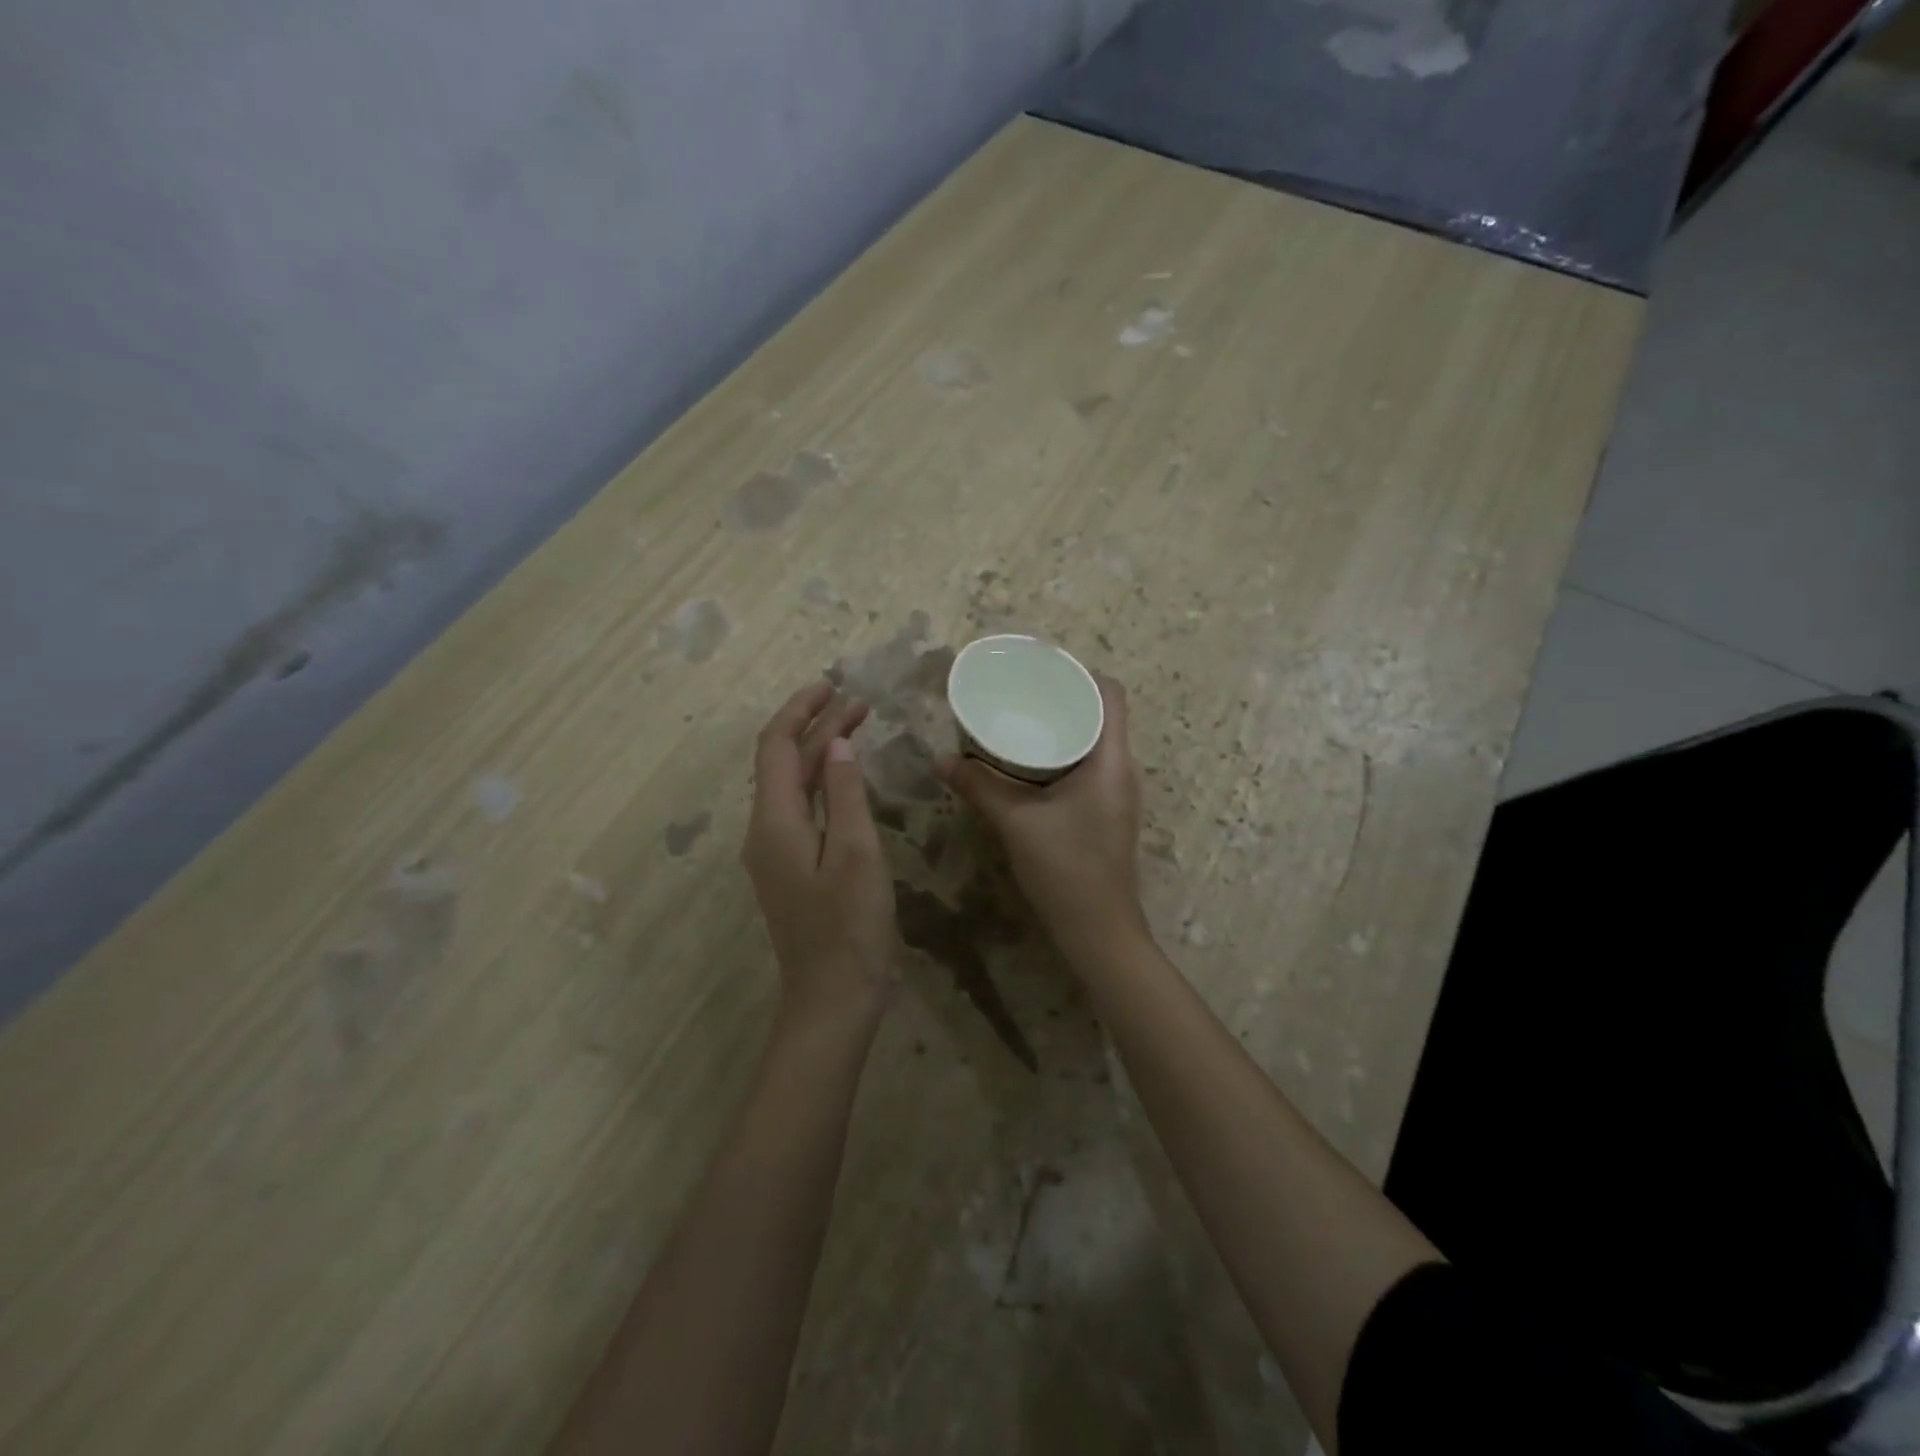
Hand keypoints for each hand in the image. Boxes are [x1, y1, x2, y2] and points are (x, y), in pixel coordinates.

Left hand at [743, 681, 895, 1023]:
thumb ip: (845, 793)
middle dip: (817, 727)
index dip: (801, 710)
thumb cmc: (848, 927)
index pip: (777, 746)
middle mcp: (764, 831)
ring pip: (793, 785)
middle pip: (784, 763)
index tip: (833, 685)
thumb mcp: (856, 852)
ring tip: (857, 728)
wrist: (831, 999)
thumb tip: (838, 743)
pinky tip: (847, 780)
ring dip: (821, 753)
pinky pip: (801, 809)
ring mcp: (774, 853)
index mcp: (774, 821)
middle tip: (860, 703)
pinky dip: (823, 783)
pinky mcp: (790, 869)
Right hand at [936, 676, 1150, 958]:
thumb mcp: (1016, 821)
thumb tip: (941, 760)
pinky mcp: (1107, 813)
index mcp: (1111, 760)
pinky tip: (1030, 765)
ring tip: (1022, 722)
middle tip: (1021, 695)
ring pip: (1094, 743)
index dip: (1081, 675)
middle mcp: (1122, 770)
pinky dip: (1063, 756)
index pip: (1112, 694)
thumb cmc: (1066, 868)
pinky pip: (1088, 767)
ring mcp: (1117, 794)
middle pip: (1101, 715)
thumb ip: (979, 787)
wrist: (1098, 931)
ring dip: (1062, 729)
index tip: (1042, 672)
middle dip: (1063, 700)